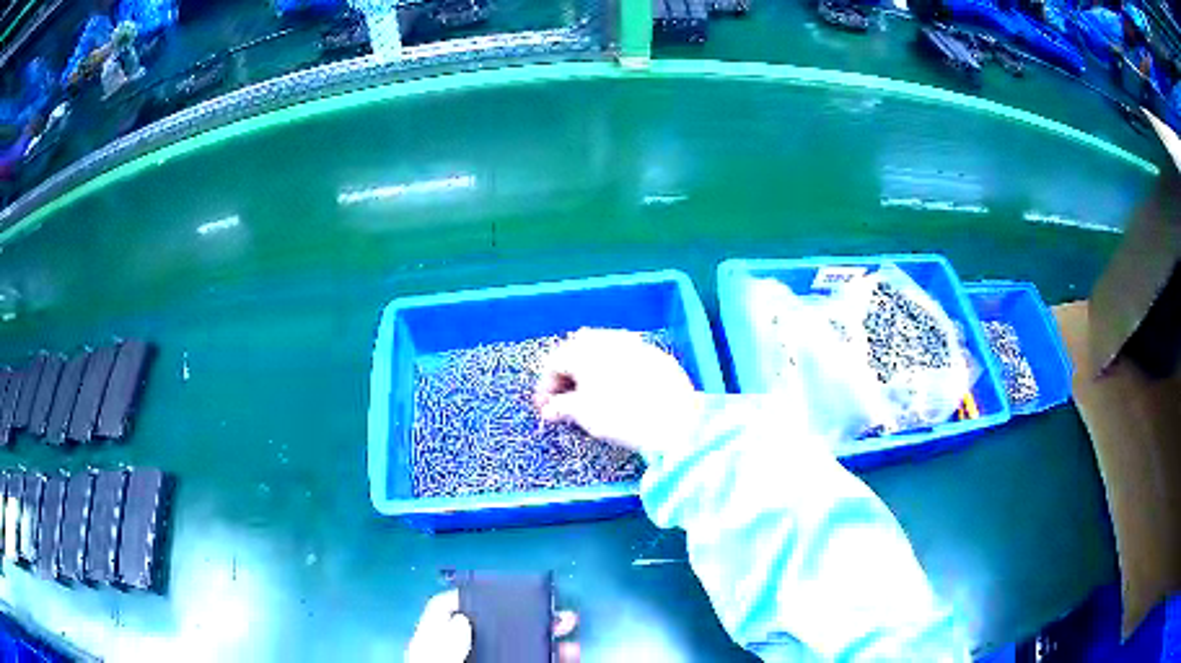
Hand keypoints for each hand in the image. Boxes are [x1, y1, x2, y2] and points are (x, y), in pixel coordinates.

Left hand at [406, 591, 580, 661]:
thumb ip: (442, 646)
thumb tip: (461, 619)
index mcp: (436, 646)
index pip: (443, 612)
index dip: (465, 596)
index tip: (497, 588)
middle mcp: (465, 655)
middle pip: (489, 627)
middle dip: (521, 614)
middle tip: (548, 607)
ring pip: (518, 646)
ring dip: (544, 634)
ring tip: (567, 627)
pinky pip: (534, 662)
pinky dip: (554, 657)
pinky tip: (568, 653)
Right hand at [534, 328, 700, 453]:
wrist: (676, 421)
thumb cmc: (621, 416)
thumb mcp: (583, 414)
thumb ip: (560, 407)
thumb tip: (549, 409)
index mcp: (584, 349)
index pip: (554, 362)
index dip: (545, 386)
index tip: (545, 408)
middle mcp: (608, 339)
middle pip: (578, 350)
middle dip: (568, 373)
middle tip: (565, 399)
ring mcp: (636, 344)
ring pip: (605, 349)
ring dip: (592, 368)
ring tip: (591, 394)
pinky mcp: (658, 355)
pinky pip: (629, 357)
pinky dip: (617, 370)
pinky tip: (621, 390)